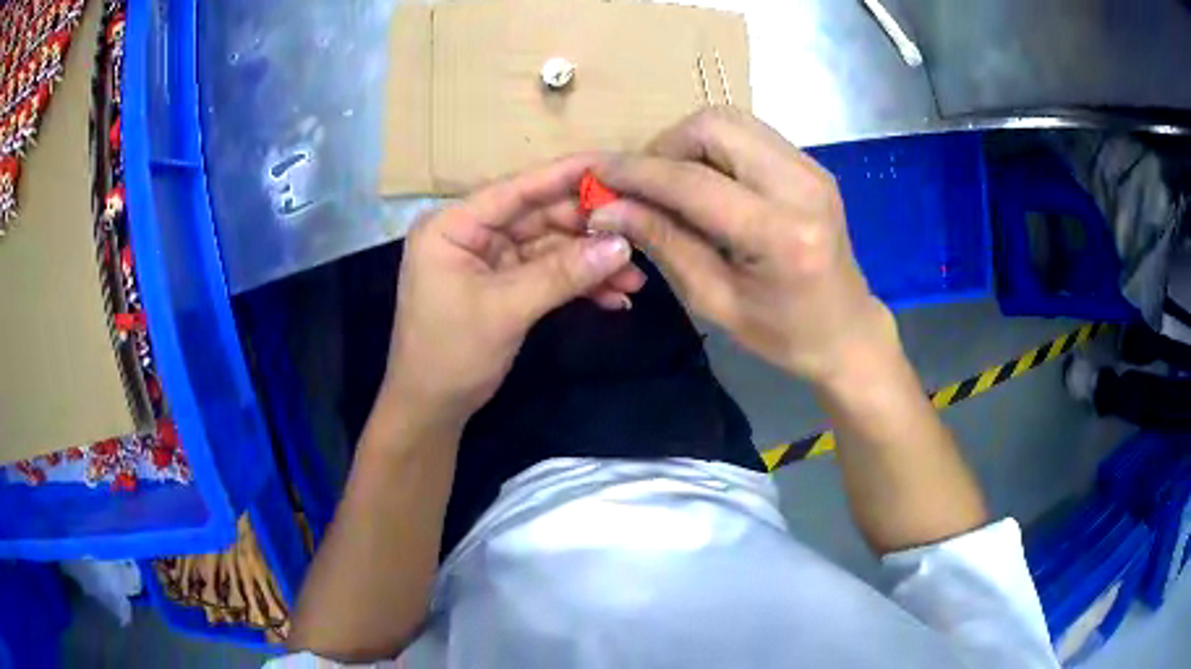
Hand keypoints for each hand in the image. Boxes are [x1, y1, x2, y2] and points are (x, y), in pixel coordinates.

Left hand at [382, 155, 641, 428]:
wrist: (431, 409)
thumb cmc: (450, 354)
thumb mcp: (505, 309)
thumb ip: (562, 274)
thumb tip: (622, 246)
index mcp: (454, 225)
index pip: (516, 189)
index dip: (566, 175)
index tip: (613, 165)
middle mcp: (471, 234)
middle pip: (538, 216)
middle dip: (588, 229)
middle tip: (637, 232)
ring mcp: (488, 259)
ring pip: (549, 247)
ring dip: (590, 262)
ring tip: (635, 276)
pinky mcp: (503, 284)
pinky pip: (547, 274)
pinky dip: (577, 284)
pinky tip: (613, 297)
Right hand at [590, 108, 896, 384]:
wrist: (848, 332)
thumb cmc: (784, 335)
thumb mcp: (715, 302)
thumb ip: (664, 244)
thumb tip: (608, 208)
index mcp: (780, 233)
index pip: (693, 181)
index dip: (636, 173)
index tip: (596, 175)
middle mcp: (801, 185)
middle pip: (714, 125)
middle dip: (665, 146)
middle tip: (645, 185)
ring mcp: (811, 168)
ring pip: (730, 120)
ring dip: (689, 142)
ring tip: (672, 183)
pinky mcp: (811, 164)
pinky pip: (748, 133)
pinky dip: (714, 147)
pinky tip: (706, 182)